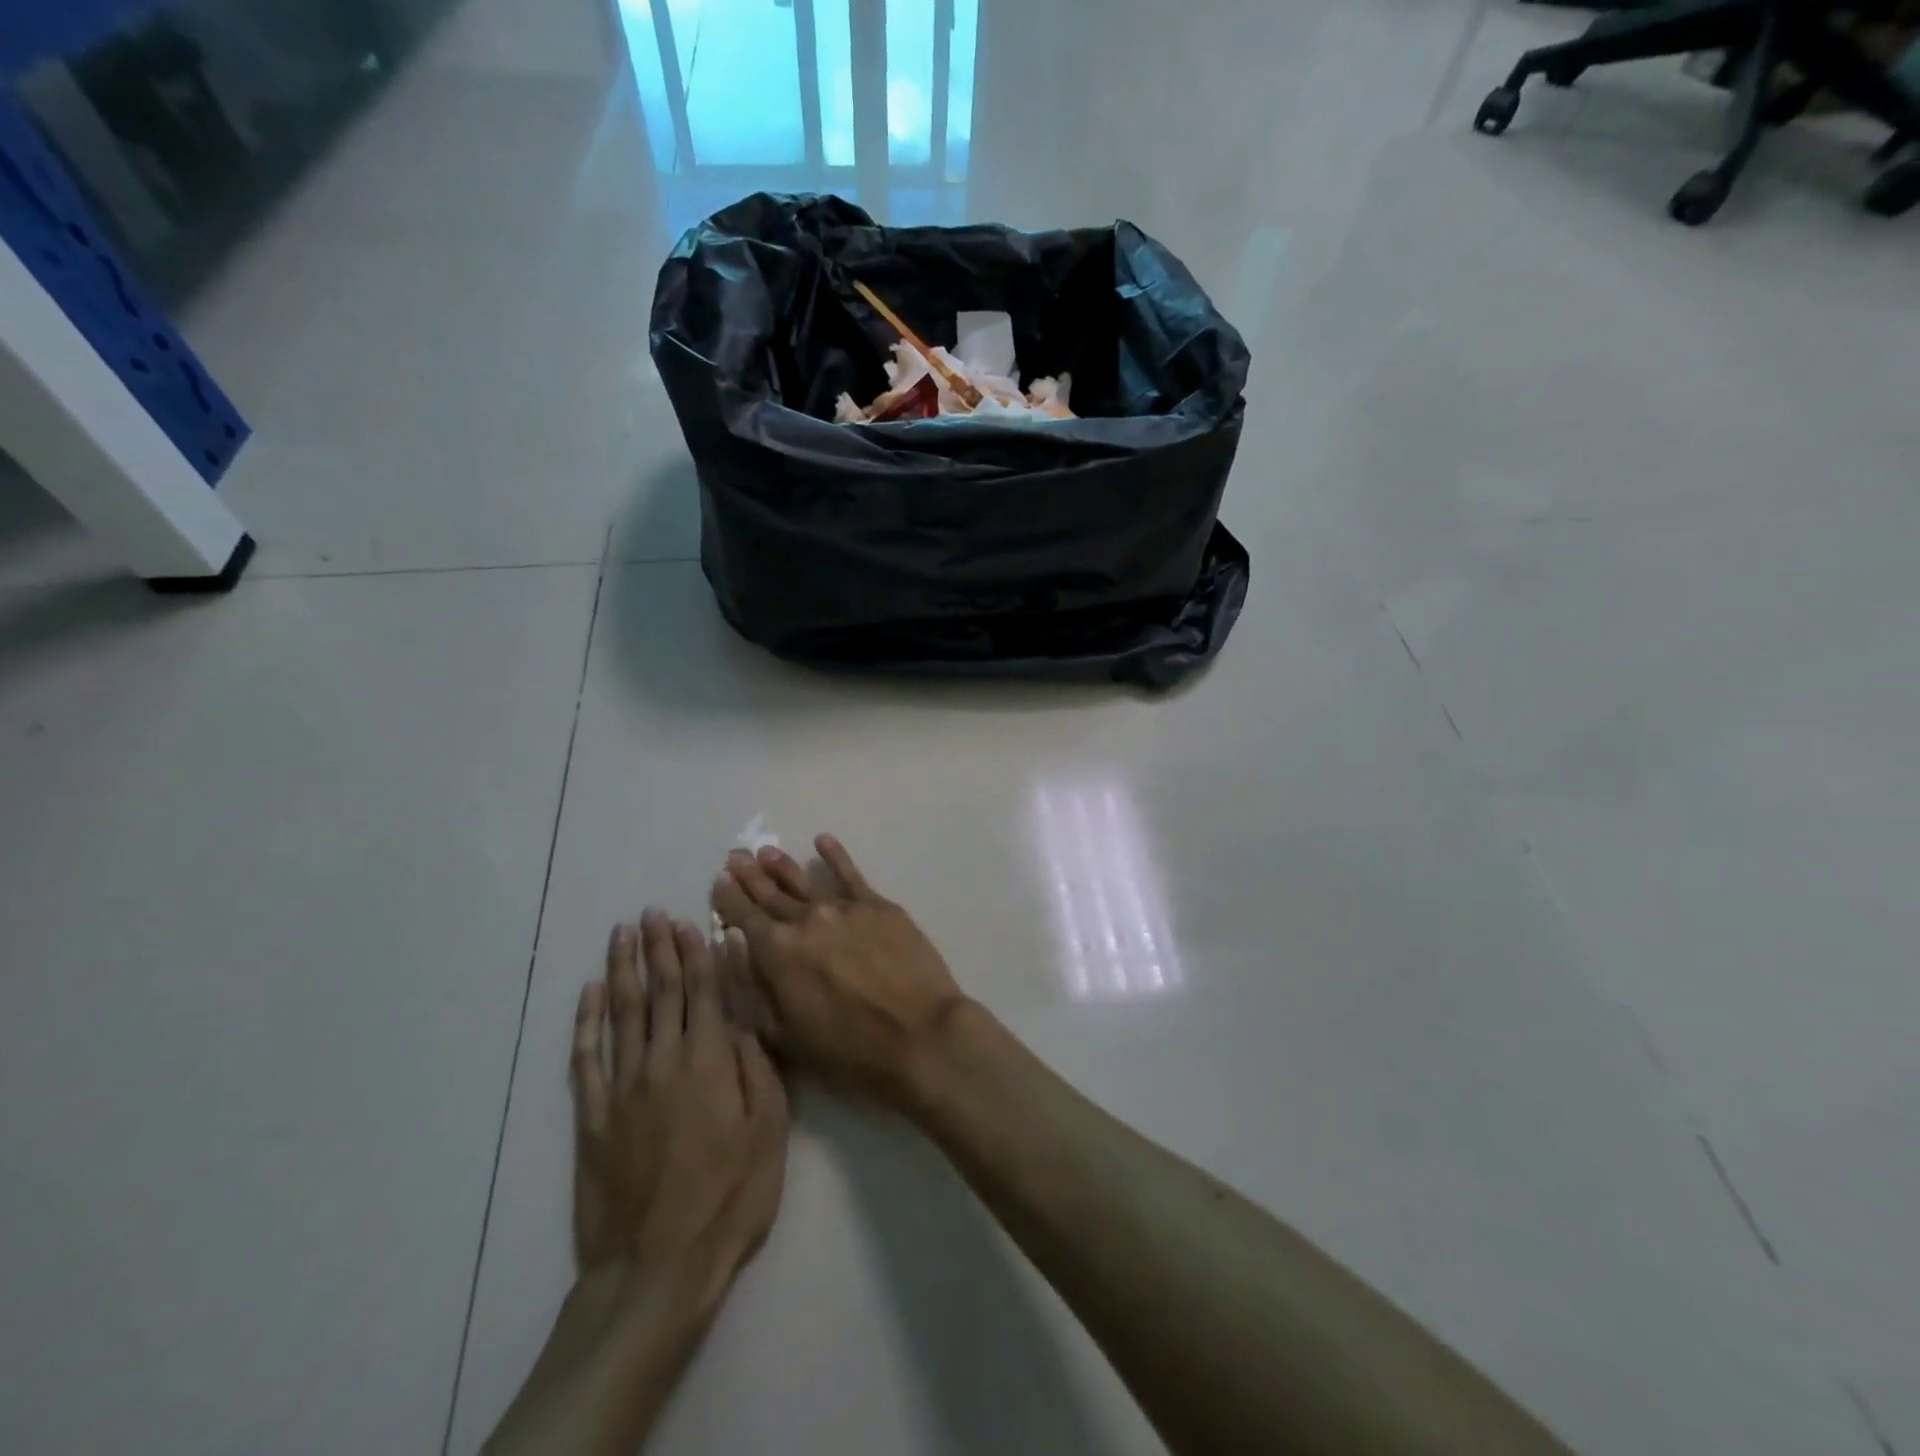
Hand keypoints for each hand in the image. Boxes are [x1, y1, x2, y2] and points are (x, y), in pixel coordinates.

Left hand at [571, 910, 788, 1301]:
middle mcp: (663, 1061)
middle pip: (661, 991)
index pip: (704, 992)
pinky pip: (585, 1057)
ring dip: (623, 968)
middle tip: (653, 913)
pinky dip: (585, 1021)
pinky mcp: (591, 1116)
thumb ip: (759, 1069)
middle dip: (659, 948)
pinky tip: (588, 992)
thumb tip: (747, 1019)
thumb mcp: (770, 1132)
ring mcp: (622, 1086)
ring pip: (622, 1012)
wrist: (657, 1267)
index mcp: (710, 1062)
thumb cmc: (729, 1198)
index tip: (691, 922)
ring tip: (622, 933)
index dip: (697, 954)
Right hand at [710, 835, 967, 1103]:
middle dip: (750, 876)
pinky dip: (836, 855)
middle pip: (771, 893)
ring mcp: (844, 908)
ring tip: (767, 851)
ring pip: (805, 881)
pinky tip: (823, 840)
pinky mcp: (878, 906)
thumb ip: (755, 988)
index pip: (743, 916)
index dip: (728, 898)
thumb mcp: (785, 1034)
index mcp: (777, 951)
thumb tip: (734, 947)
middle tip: (736, 857)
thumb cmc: (848, 1048)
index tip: (719, 881)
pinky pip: (851, 874)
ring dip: (783, 865)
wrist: (918, 1034)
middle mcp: (806, 919)